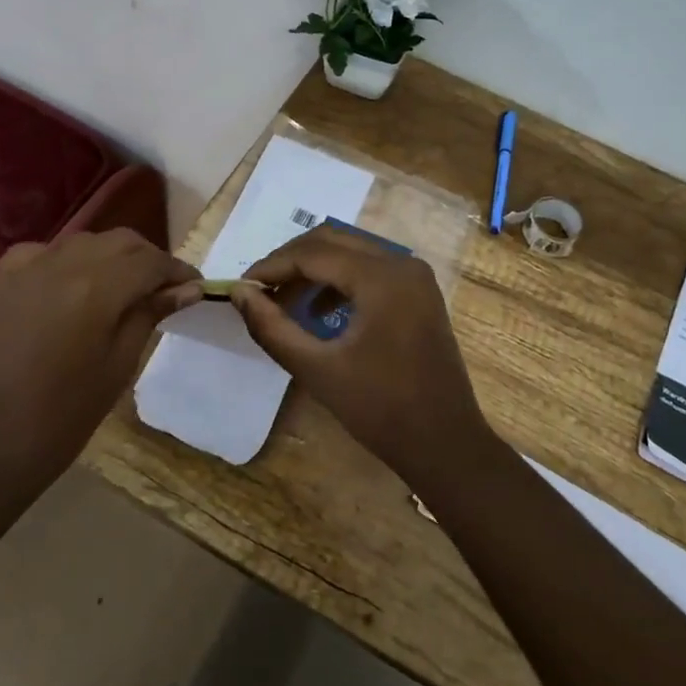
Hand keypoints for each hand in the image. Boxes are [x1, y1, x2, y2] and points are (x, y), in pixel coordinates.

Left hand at [0, 229, 200, 496]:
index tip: (195, 287)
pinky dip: (68, 261)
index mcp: (96, 289)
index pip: (151, 262)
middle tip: (162, 290)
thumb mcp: (119, 366)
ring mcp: (24, 267)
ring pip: (83, 242)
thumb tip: (187, 288)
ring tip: (121, 289)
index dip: (178, 271)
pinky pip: (44, 253)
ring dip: (110, 257)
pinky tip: (71, 287)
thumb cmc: (62, 417)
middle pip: (120, 242)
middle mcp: (61, 264)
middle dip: (147, 259)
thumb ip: (150, 315)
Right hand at [233, 226, 492, 485]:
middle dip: (291, 261)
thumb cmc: (380, 409)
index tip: (241, 287)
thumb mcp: (317, 369)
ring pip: (351, 252)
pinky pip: (370, 270)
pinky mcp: (419, 293)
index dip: (272, 266)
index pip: (313, 253)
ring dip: (314, 270)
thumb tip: (239, 293)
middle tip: (259, 291)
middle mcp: (402, 263)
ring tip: (283, 303)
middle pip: (333, 241)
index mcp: (382, 277)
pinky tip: (318, 313)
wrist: (445, 443)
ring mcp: (415, 277)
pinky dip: (339, 282)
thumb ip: (272, 327)